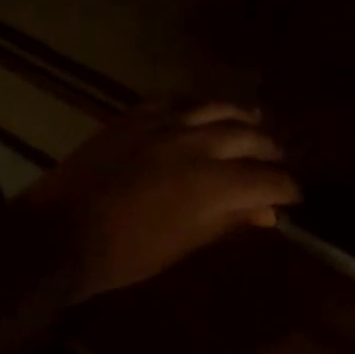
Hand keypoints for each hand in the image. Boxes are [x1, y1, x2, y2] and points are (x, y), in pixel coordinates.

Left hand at [20, 99, 300, 303]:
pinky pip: (178, 100)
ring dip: (241, 118)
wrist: (60, 234)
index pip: (266, 179)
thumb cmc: (126, 253)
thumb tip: (266, 213)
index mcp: (212, 184)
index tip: (294, 194)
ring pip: (218, 108)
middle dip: (270, 150)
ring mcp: (165, 123)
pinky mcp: (137, 115)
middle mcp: (196, 144)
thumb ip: (228, 221)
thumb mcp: (184, 245)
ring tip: (254, 126)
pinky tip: (203, 113)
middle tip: (277, 161)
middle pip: (249, 136)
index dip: (286, 187)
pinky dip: (198, 106)